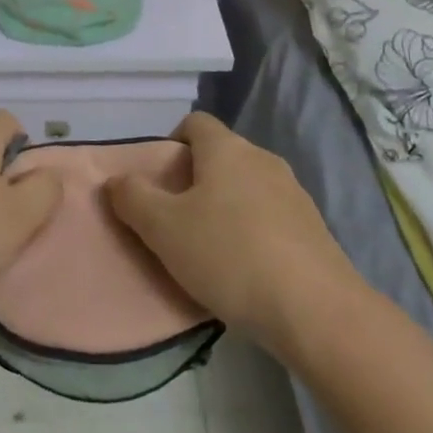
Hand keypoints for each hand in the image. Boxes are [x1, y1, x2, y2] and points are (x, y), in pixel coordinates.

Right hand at [106, 113, 354, 350]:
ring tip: (212, 250)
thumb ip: (132, 198)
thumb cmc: (229, 255)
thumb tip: (116, 180)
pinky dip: (255, 231)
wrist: (316, 309)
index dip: (172, 143)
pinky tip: (247, 271)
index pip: (195, 122)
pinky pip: (272, 216)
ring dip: (227, 207)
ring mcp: (293, 192)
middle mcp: (261, 158)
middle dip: (197, 180)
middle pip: (221, 155)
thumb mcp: (163, 229)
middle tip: (178, 220)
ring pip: (248, 187)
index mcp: (225, 148)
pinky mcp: (314, 228)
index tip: (160, 181)